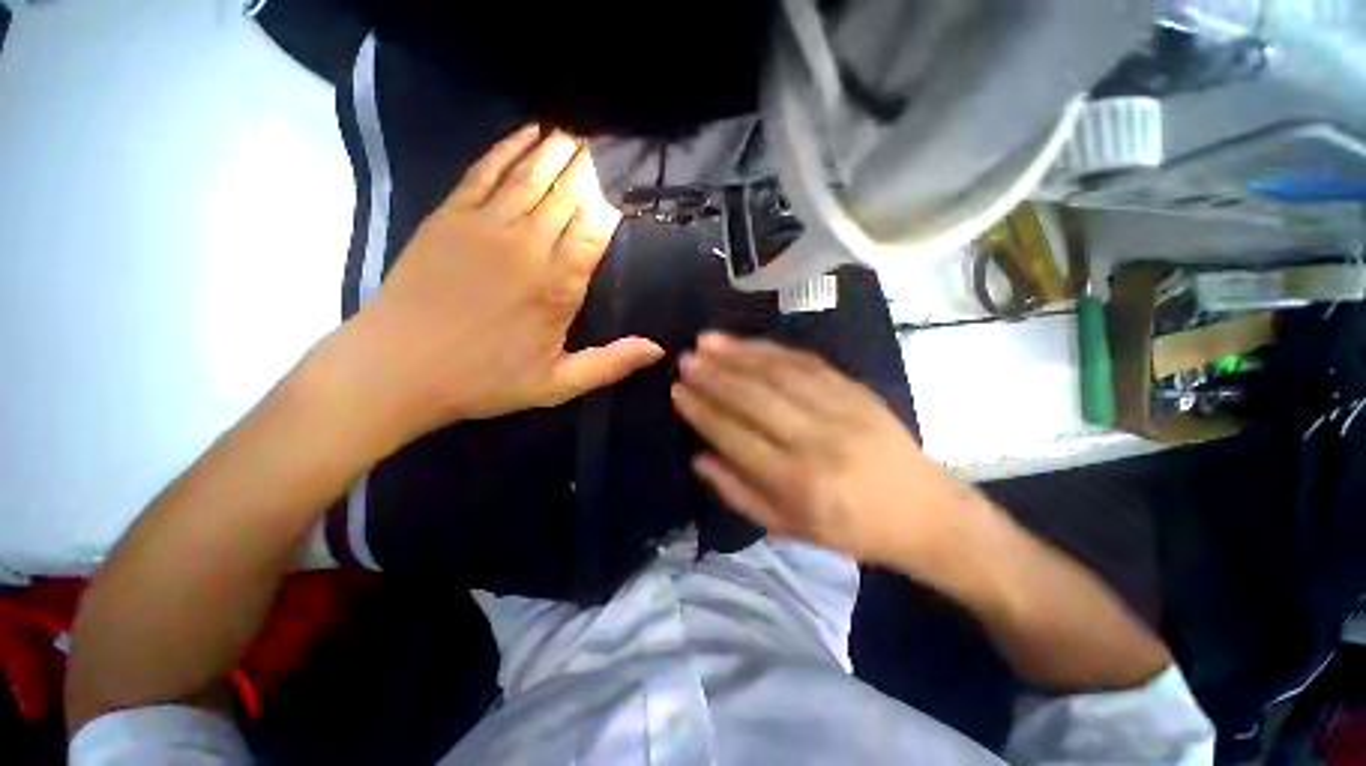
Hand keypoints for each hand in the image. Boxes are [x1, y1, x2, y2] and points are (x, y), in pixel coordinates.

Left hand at [324, 125, 663, 444]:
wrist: (397, 369)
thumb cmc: (484, 380)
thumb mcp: (556, 385)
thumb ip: (609, 364)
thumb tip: (657, 349)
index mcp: (557, 287)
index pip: (594, 229)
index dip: (610, 204)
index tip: (623, 188)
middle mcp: (527, 247)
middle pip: (567, 195)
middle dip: (588, 170)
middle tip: (606, 146)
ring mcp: (486, 226)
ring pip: (531, 176)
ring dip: (557, 151)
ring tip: (576, 133)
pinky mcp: (450, 217)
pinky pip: (485, 171)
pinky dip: (508, 148)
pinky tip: (527, 133)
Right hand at [672, 332, 971, 569]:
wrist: (924, 512)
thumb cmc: (851, 529)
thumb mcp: (789, 528)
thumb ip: (738, 493)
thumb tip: (699, 457)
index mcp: (798, 483)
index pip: (736, 437)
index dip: (703, 412)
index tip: (677, 392)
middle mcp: (817, 441)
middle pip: (754, 398)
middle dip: (714, 376)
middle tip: (685, 360)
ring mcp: (841, 410)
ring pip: (778, 373)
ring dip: (738, 354)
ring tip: (706, 342)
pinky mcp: (856, 390)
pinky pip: (807, 362)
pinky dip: (772, 349)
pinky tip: (748, 342)